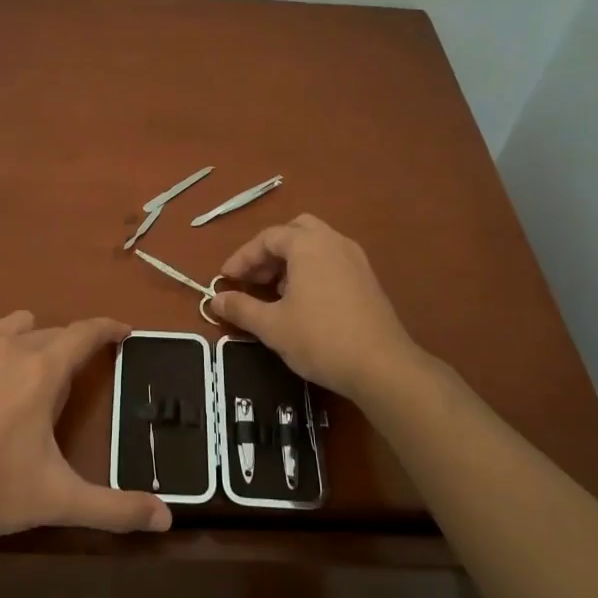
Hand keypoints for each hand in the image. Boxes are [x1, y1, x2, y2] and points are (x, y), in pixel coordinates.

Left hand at [0, 311, 171, 540]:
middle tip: (67, 385)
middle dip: (67, 350)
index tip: (123, 331)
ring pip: (12, 328)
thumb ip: (115, 508)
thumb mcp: (59, 499)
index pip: (85, 332)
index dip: (108, 328)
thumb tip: (166, 519)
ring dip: (27, 343)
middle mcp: (9, 345)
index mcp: (42, 370)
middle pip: (51, 333)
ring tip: (22, 379)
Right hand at [208, 215, 423, 403]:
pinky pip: (332, 261)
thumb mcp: (272, 326)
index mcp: (308, 244)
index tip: (226, 279)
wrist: (382, 366)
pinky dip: (311, 270)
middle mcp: (333, 241)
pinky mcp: (368, 279)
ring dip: (291, 261)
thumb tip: (215, 300)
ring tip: (275, 292)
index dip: (242, 257)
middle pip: (295, 231)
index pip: (267, 238)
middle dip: (270, 251)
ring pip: (316, 245)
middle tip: (254, 277)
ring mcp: (355, 259)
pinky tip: (303, 302)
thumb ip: (241, 308)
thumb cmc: (320, 339)